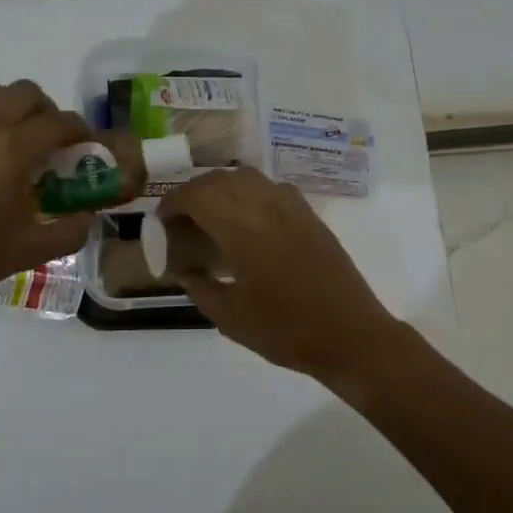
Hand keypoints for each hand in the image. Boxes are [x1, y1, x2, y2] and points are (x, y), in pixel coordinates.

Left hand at [0, 80, 96, 301]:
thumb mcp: (30, 250)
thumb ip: (69, 231)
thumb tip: (87, 216)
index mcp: (13, 150)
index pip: (59, 122)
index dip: (81, 131)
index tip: (88, 148)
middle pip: (26, 93)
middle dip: (48, 111)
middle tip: (53, 143)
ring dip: (16, 108)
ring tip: (20, 145)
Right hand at [157, 167, 402, 381]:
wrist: (350, 335)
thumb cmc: (285, 330)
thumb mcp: (230, 317)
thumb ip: (200, 286)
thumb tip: (183, 269)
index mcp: (242, 228)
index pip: (197, 195)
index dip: (173, 202)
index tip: (162, 220)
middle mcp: (266, 206)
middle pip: (220, 179)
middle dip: (194, 192)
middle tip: (182, 218)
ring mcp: (293, 207)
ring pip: (248, 177)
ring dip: (222, 187)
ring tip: (211, 214)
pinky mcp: (310, 215)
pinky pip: (271, 188)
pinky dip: (250, 192)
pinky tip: (248, 220)